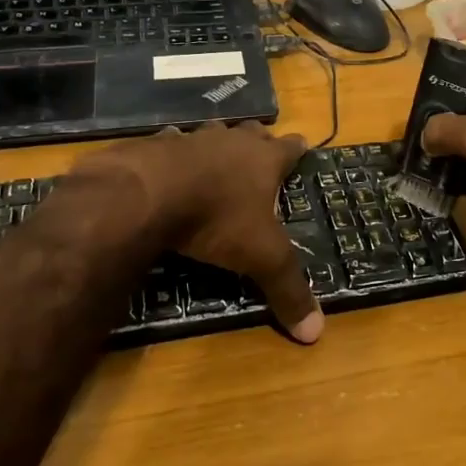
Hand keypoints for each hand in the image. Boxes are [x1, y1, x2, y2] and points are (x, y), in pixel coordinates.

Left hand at [76, 122, 322, 343]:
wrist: (148, 194)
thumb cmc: (217, 219)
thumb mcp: (261, 258)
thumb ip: (288, 290)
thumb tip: (316, 333)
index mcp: (263, 160)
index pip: (290, 148)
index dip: (297, 149)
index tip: (302, 145)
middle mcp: (231, 142)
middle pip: (251, 132)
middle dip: (258, 139)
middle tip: (260, 148)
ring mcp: (191, 140)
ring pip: (211, 133)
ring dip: (216, 143)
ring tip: (215, 156)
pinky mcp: (155, 147)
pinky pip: (169, 144)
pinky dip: (172, 154)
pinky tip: (167, 166)